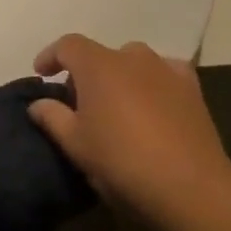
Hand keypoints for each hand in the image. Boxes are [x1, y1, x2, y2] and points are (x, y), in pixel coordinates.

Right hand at [28, 35, 230, 221]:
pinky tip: (151, 104)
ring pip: (134, 62)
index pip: (68, 45)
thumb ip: (52, 117)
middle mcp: (132, 57)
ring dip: (119, 76)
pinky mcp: (192, 88)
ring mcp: (166, 69)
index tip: (42, 74)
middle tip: (80, 102)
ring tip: (116, 104)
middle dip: (86, 72)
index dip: (51, 56)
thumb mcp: (74, 144)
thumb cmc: (121, 160)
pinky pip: (164, 74)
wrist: (188, 185)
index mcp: (98, 66)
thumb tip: (38, 103)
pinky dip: (151, 83)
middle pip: (101, 54)